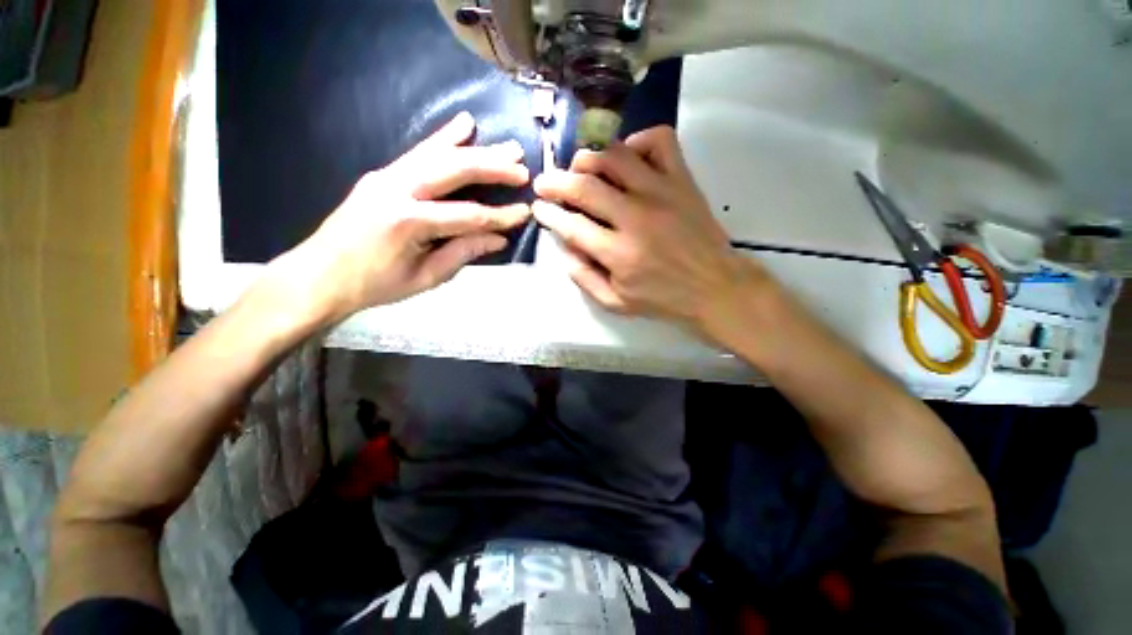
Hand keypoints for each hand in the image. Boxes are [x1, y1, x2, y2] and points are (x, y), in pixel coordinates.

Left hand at [269, 112, 530, 323]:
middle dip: (492, 168)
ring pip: (439, 154)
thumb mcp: (426, 277)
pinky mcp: (382, 174)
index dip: (500, 216)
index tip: (524, 213)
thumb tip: (499, 239)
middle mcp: (397, 190)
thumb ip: (463, 253)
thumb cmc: (375, 284)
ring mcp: (386, 176)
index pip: (468, 216)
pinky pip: (419, 152)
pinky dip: (444, 139)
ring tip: (506, 146)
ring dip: (476, 149)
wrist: (321, 274)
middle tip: (522, 167)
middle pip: (454, 171)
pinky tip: (463, 125)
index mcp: (409, 222)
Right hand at [532, 126, 772, 337]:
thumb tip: (564, 248)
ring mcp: (662, 192)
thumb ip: (584, 277)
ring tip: (580, 167)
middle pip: (585, 186)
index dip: (549, 214)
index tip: (539, 207)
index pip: (571, 225)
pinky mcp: (682, 180)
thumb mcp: (615, 303)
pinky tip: (628, 158)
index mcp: (618, 253)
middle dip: (556, 181)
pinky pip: (659, 140)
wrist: (714, 287)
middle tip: (546, 183)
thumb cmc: (663, 298)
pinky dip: (637, 141)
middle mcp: (636, 217)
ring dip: (588, 157)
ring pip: (615, 156)